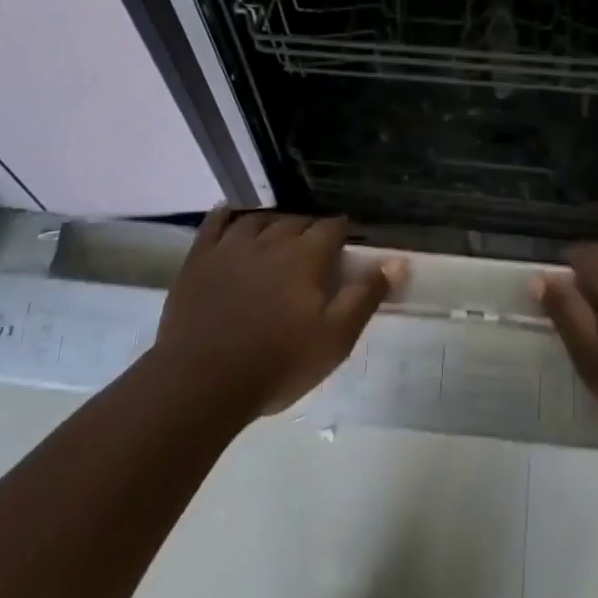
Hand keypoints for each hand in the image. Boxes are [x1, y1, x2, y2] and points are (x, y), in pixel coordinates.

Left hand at [152, 210, 403, 421]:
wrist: (202, 383)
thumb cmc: (277, 363)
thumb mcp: (335, 338)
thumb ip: (365, 295)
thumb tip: (398, 261)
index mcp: (306, 256)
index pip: (331, 228)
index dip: (340, 232)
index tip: (344, 243)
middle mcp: (271, 240)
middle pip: (296, 221)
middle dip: (308, 228)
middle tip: (313, 246)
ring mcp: (231, 247)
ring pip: (258, 219)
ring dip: (273, 222)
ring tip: (278, 232)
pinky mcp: (199, 259)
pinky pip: (214, 224)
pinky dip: (226, 215)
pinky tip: (230, 214)